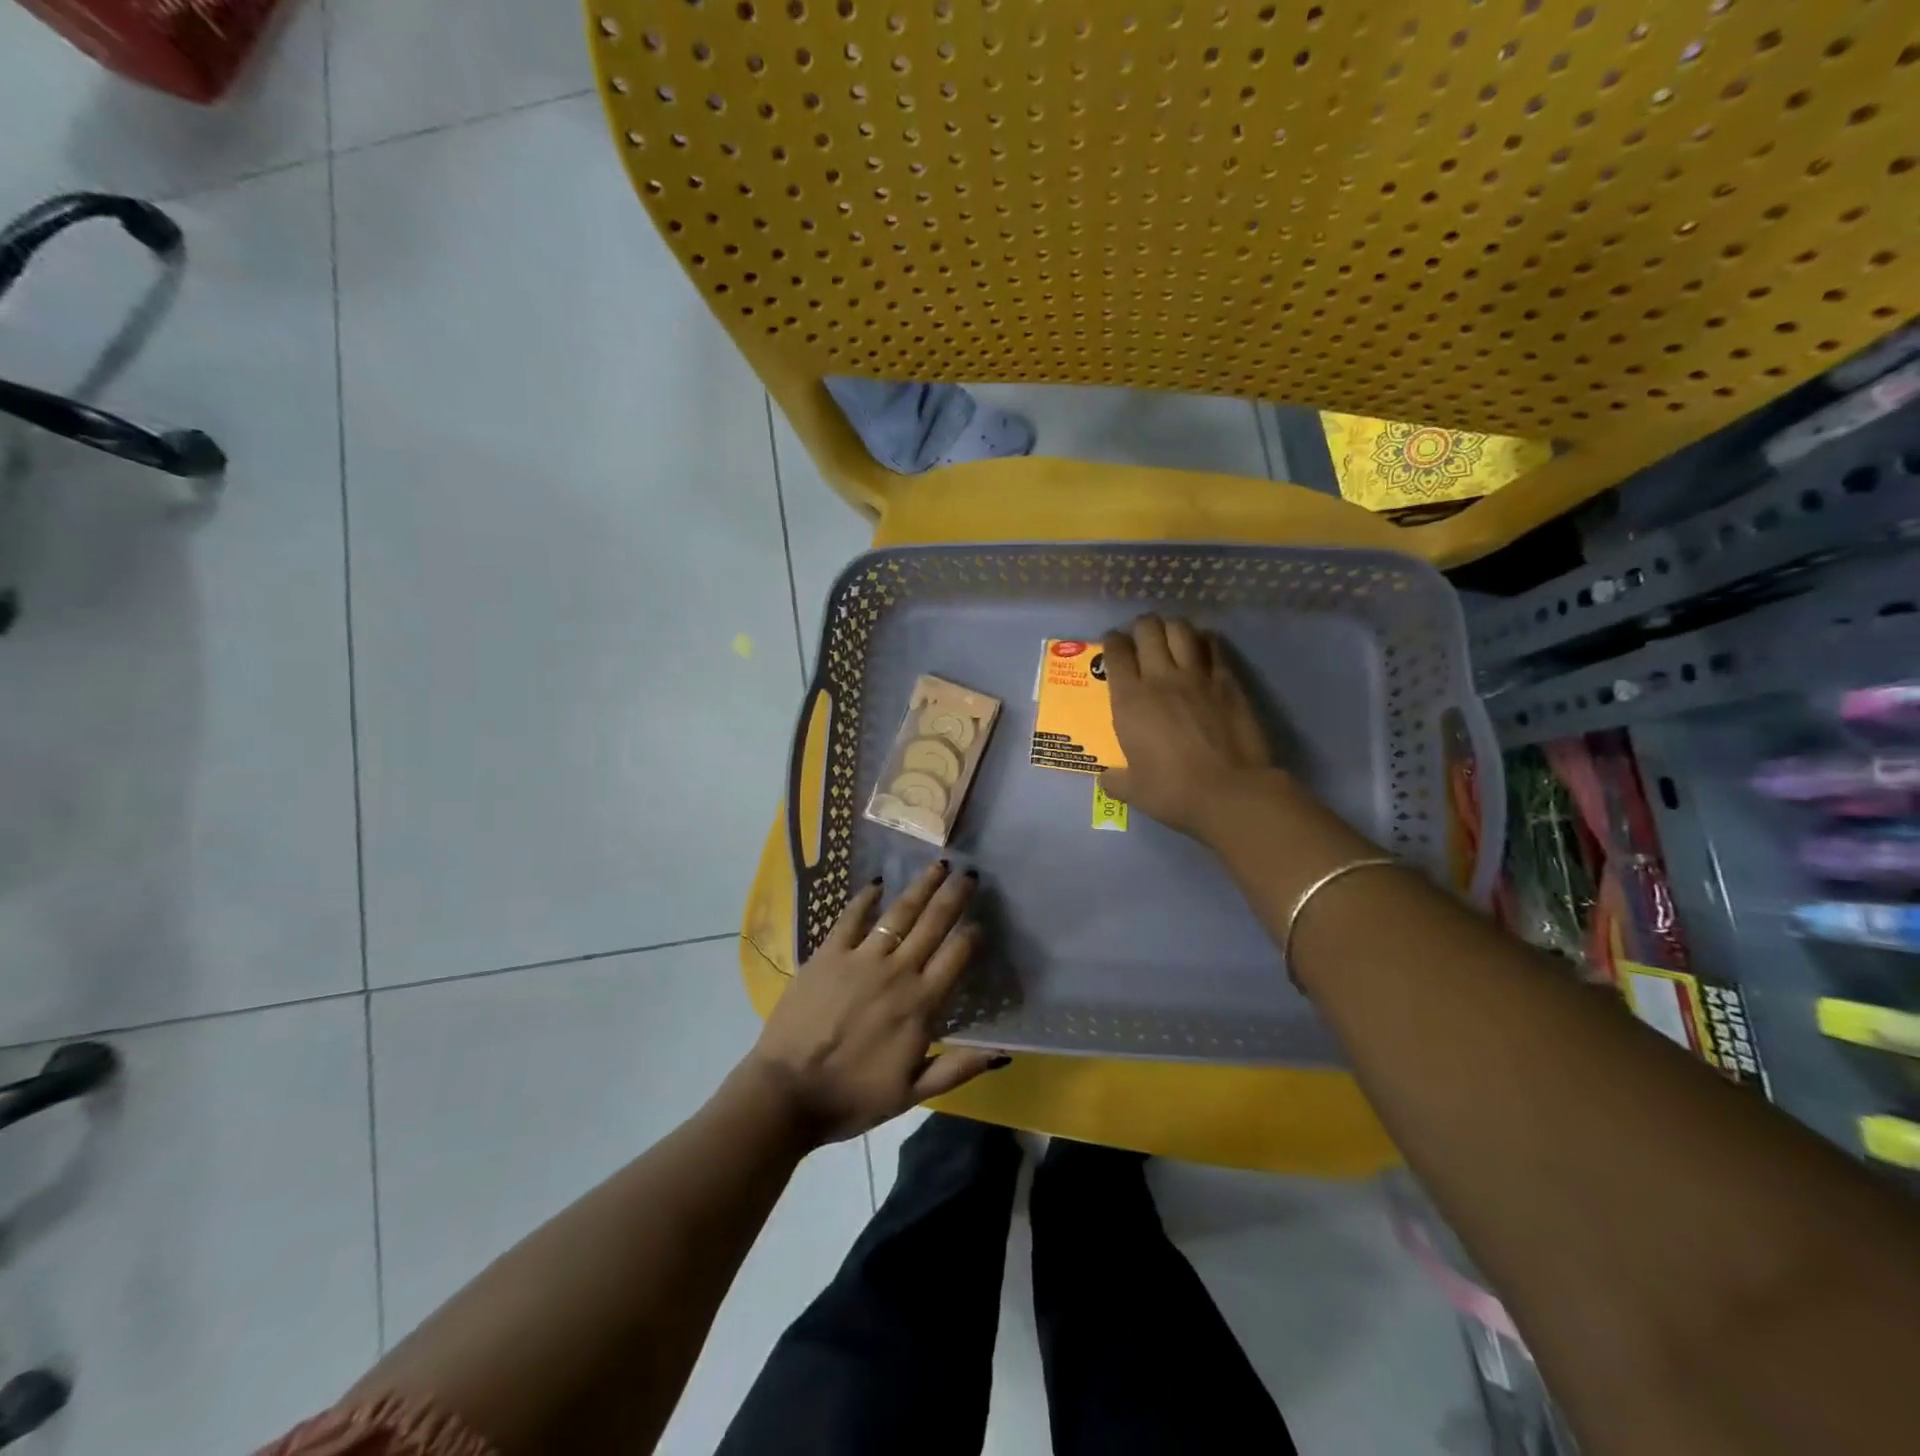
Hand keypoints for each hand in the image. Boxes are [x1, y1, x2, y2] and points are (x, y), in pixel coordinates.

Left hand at [746, 861, 1006, 1143]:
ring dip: (921, 887)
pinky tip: (877, 883)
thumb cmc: (853, 1097)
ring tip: (937, 866)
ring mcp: (861, 959)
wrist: (787, 1094)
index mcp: (921, 1005)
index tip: (980, 922)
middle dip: (954, 896)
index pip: (956, 956)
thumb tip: (1002, 1054)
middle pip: (933, 924)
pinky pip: (851, 918)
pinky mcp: (828, 953)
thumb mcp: (913, 1093)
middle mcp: (897, 972)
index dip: (972, 935)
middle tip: (969, 873)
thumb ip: (958, 1069)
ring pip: (899, 913)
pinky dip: (866, 899)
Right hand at [1099, 615, 1275, 841]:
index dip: (1111, 642)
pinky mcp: (1228, 681)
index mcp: (1130, 701)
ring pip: (1180, 630)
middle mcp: (1160, 678)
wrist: (1230, 793)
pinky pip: (1214, 646)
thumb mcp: (1134, 791)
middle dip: (1141, 627)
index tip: (1112, 644)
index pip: (1115, 653)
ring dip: (1171, 627)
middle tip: (1140, 636)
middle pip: (1147, 630)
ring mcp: (1197, 676)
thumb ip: (1116, 780)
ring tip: (1170, 634)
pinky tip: (1203, 645)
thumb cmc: (1173, 792)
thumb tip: (1106, 779)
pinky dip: (1205, 640)